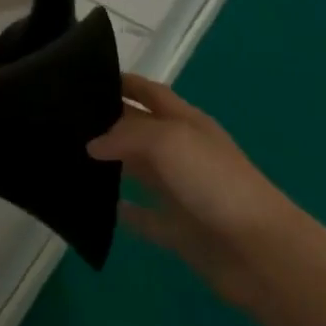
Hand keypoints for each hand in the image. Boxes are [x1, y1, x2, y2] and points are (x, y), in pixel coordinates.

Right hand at [88, 74, 304, 307]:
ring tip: (72, 159)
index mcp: (188, 122)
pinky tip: (99, 209)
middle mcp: (184, 152)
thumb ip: (128, 135)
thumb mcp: (170, 141)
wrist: (258, 250)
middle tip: (67, 120)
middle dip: (110, 122)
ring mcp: (182, 192)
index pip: (151, 93)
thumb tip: (93, 143)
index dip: (126, 82)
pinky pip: (147, 218)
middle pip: (142, 130)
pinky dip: (126, 212)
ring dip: (113, 164)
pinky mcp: (180, 231)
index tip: (89, 75)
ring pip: (141, 171)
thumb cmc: (214, 182)